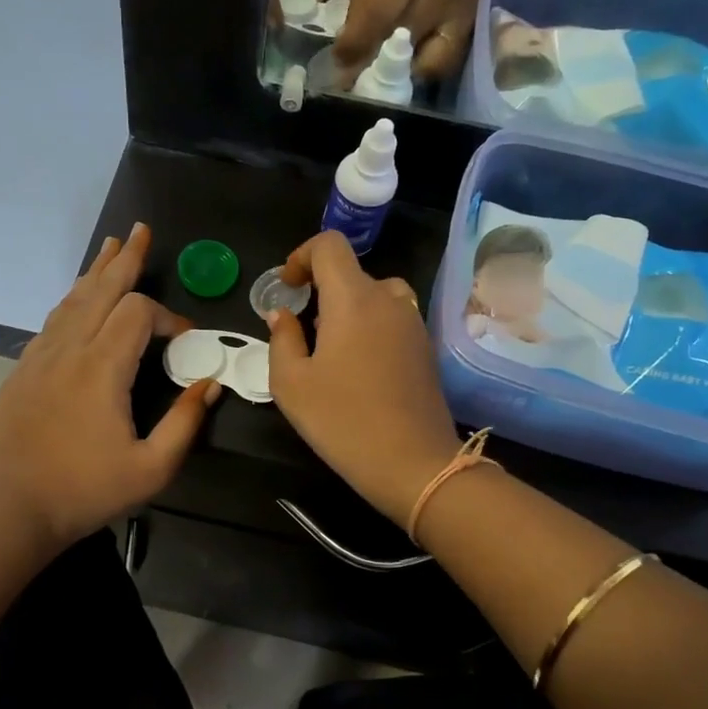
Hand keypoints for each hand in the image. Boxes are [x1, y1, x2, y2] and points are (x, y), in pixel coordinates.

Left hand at [0, 224, 217, 550]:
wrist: (12, 510)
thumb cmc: (86, 492)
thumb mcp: (152, 469)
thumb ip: (186, 423)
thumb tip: (211, 384)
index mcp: (101, 369)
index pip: (137, 314)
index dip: (168, 317)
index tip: (186, 340)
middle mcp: (68, 351)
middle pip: (99, 290)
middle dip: (125, 261)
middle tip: (141, 231)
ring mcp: (39, 358)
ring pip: (71, 300)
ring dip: (95, 273)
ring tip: (112, 247)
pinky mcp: (22, 371)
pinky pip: (51, 322)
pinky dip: (72, 301)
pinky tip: (78, 300)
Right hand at [268, 232, 463, 523]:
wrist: (413, 463)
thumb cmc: (343, 421)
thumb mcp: (291, 383)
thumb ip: (281, 338)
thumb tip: (283, 314)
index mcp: (353, 299)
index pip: (329, 245)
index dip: (302, 256)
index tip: (288, 288)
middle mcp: (388, 300)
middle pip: (351, 273)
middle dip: (320, 291)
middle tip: (300, 331)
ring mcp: (413, 324)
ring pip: (375, 296)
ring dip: (347, 309)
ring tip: (329, 349)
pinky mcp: (425, 348)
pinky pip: (392, 319)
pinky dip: (370, 327)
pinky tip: (358, 369)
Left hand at [332, 0, 540, 85]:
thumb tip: (347, 36)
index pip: (378, 13)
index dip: (355, 44)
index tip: (337, 62)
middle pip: (396, 42)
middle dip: (368, 65)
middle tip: (349, 79)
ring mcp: (456, 19)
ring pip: (422, 62)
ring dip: (397, 74)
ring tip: (380, 74)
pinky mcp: (469, 33)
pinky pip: (443, 65)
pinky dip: (423, 72)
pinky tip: (410, 67)